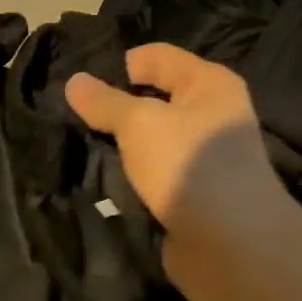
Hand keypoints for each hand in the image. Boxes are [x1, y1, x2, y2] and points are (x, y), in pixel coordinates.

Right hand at [64, 44, 292, 293]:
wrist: (229, 243)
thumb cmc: (188, 164)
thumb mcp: (139, 124)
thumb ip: (105, 102)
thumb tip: (74, 81)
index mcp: (209, 84)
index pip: (157, 57)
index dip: (120, 64)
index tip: (81, 84)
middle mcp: (210, 116)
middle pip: (154, 100)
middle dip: (116, 108)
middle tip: (71, 115)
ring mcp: (201, 158)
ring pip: (150, 141)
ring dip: (121, 147)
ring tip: (79, 146)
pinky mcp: (190, 194)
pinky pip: (153, 175)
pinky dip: (132, 177)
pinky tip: (102, 180)